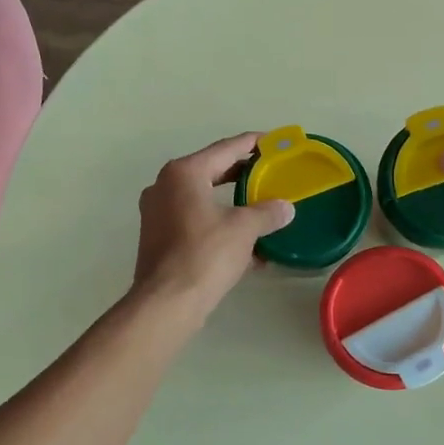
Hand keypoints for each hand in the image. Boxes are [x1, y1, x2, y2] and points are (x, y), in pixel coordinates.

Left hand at [132, 134, 294, 318]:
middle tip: (271, 173)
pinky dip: (219, 225)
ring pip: (203, 198)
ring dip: (232, 203)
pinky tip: (246, 243)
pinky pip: (196, 221)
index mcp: (184, 173)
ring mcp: (158, 213)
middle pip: (212, 171)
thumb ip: (267, 212)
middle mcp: (165, 186)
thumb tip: (285, 208)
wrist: (167, 302)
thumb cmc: (205, 255)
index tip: (275, 142)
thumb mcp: (244, 229)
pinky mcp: (159, 238)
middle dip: (243, 174)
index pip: (226, 148)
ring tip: (262, 207)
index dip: (253, 144)